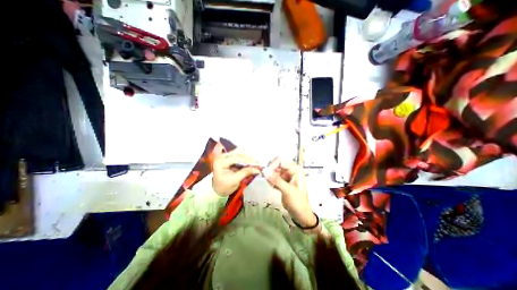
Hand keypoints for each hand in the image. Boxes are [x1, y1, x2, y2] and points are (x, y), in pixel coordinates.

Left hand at [211, 149, 259, 196]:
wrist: (217, 189)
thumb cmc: (224, 186)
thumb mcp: (234, 181)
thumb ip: (245, 173)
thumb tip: (257, 169)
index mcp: (221, 161)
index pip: (236, 158)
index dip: (248, 160)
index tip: (257, 164)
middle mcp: (222, 156)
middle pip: (238, 153)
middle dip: (249, 157)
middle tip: (258, 162)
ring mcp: (225, 155)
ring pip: (239, 152)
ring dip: (248, 156)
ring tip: (256, 161)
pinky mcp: (229, 157)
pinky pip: (238, 154)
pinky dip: (245, 156)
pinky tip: (251, 159)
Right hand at [263, 159, 314, 227]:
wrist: (299, 213)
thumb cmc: (297, 201)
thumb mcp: (287, 190)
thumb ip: (276, 180)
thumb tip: (264, 171)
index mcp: (295, 169)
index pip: (280, 160)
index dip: (272, 165)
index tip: (265, 172)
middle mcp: (291, 170)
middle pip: (276, 164)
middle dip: (270, 171)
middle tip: (266, 178)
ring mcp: (286, 175)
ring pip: (274, 170)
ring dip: (270, 177)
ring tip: (273, 186)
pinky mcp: (282, 180)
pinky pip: (273, 176)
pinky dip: (271, 181)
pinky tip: (274, 188)